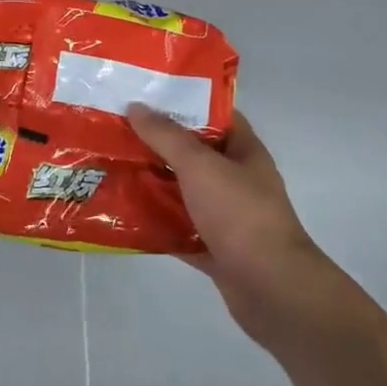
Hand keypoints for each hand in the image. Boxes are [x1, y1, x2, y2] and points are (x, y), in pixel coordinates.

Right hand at [128, 105, 343, 340]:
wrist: (272, 290)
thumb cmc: (240, 214)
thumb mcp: (200, 165)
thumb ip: (167, 136)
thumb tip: (136, 106)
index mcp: (243, 151)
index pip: (214, 115)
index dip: (183, 102)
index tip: (146, 96)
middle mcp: (237, 179)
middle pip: (193, 153)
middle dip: (158, 144)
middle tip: (117, 132)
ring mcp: (227, 216)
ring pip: (184, 192)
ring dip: (154, 184)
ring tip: (114, 169)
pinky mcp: (216, 248)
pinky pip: (180, 229)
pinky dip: (158, 224)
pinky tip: (126, 216)